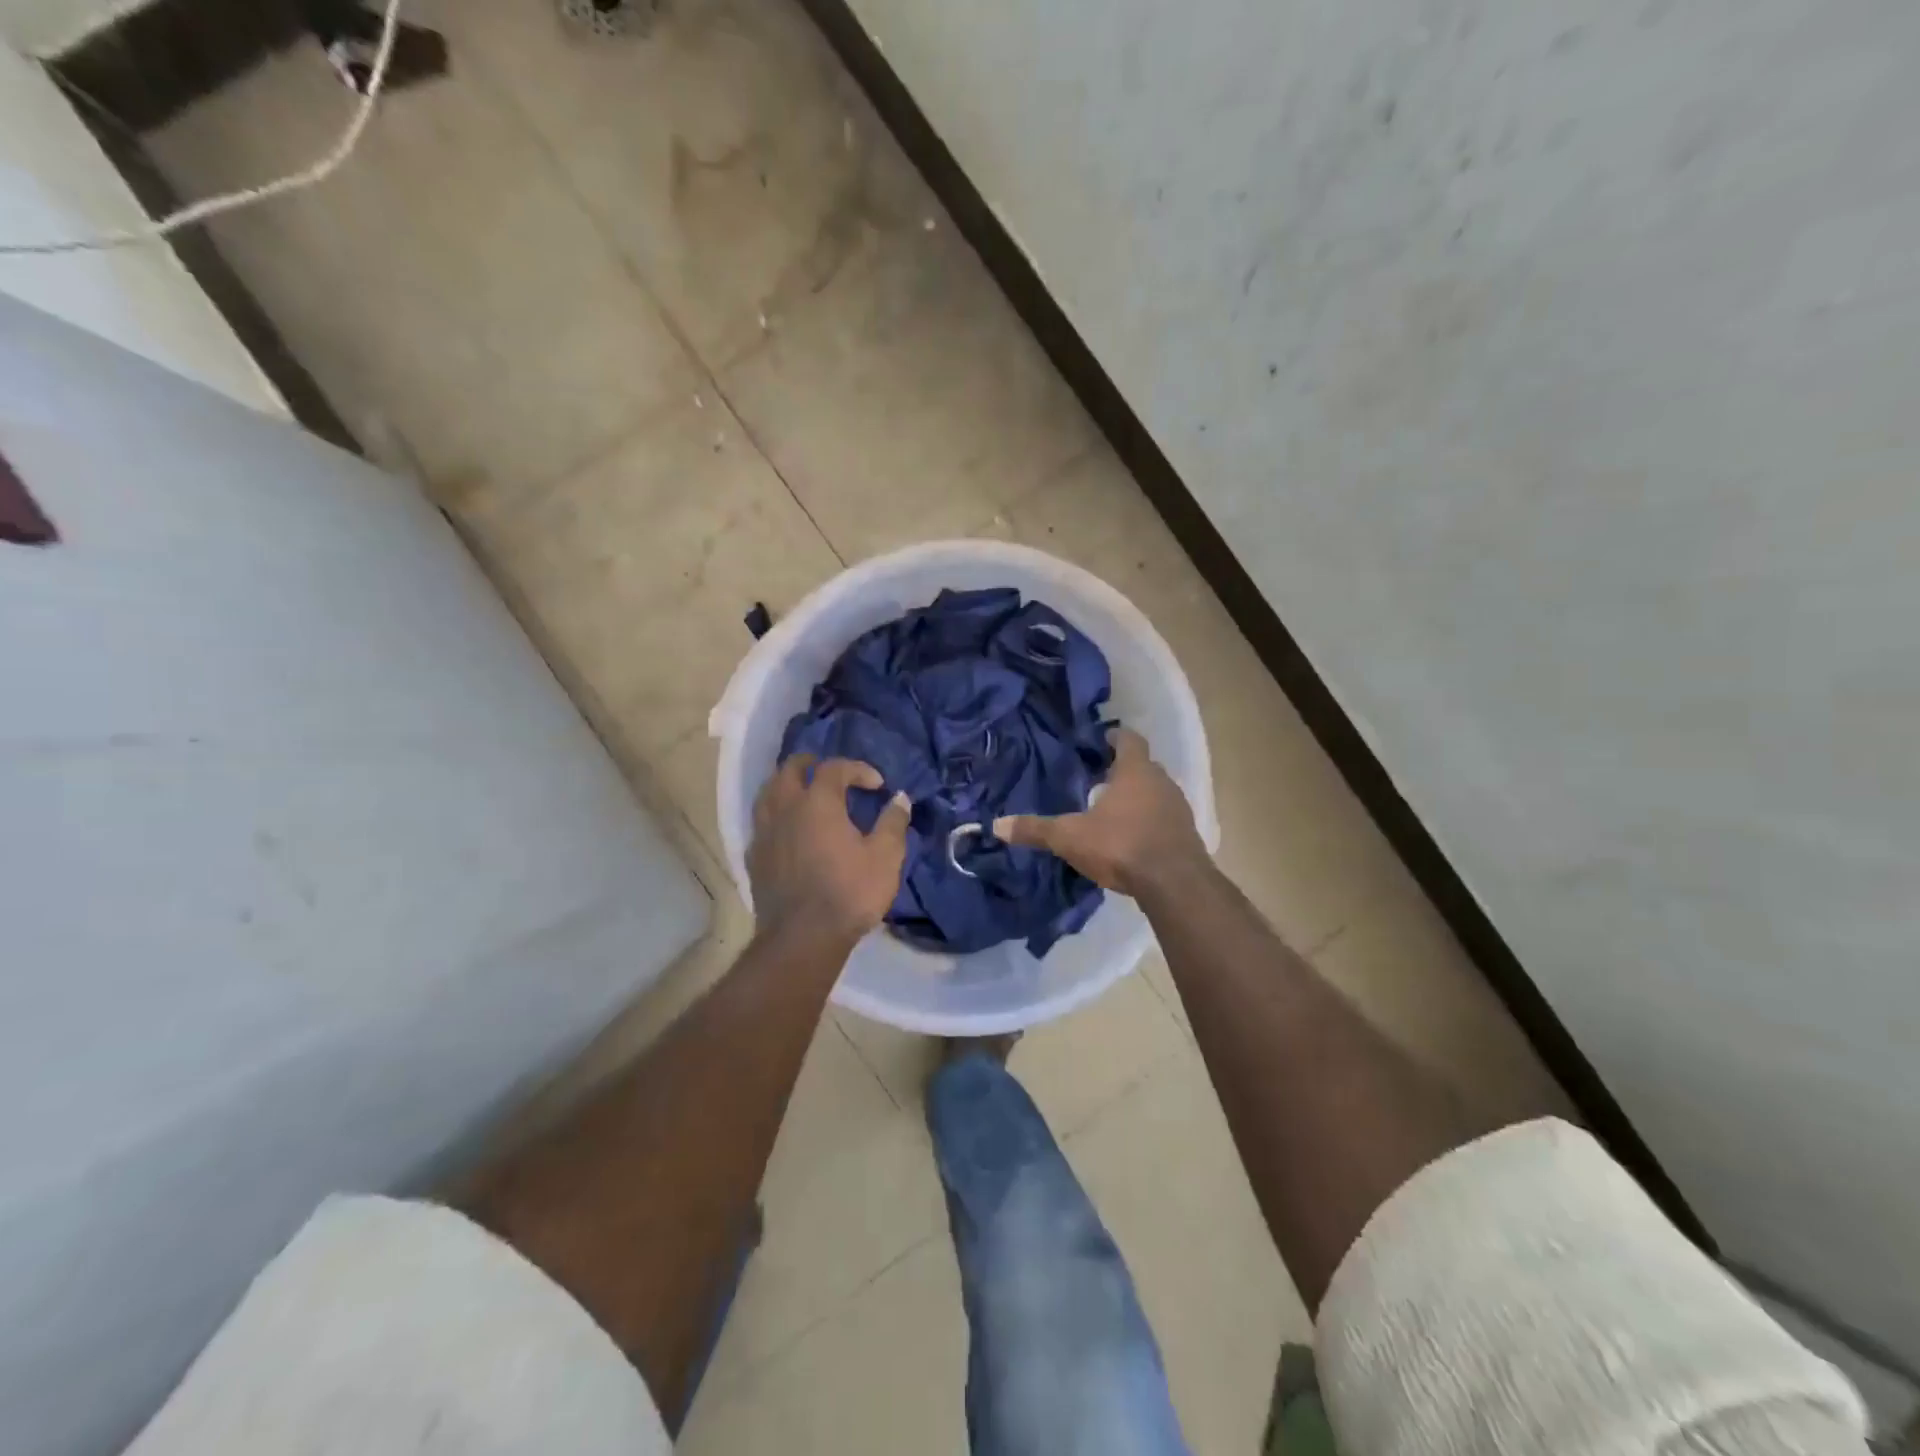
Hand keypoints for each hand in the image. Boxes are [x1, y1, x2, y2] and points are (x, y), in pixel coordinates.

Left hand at [748, 755, 910, 945]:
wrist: (802, 938)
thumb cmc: (849, 893)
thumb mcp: (885, 857)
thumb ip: (893, 823)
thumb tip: (900, 799)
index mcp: (818, 802)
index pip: (834, 768)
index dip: (857, 769)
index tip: (877, 785)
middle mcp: (785, 808)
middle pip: (790, 769)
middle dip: (812, 764)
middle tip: (832, 774)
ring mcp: (764, 832)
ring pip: (768, 792)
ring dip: (788, 784)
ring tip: (805, 794)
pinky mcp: (754, 856)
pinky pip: (762, 821)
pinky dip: (776, 814)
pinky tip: (789, 828)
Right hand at [993, 728, 1207, 896]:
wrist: (1173, 883)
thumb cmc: (1121, 845)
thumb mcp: (1070, 837)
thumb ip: (1036, 829)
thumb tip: (996, 826)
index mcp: (1135, 771)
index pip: (1129, 739)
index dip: (1115, 737)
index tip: (1101, 740)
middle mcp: (1161, 782)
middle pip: (1143, 766)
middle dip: (1123, 770)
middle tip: (1099, 778)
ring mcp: (1179, 808)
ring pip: (1156, 792)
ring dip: (1138, 797)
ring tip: (1113, 810)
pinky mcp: (1187, 834)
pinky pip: (1165, 818)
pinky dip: (1150, 821)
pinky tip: (1132, 838)